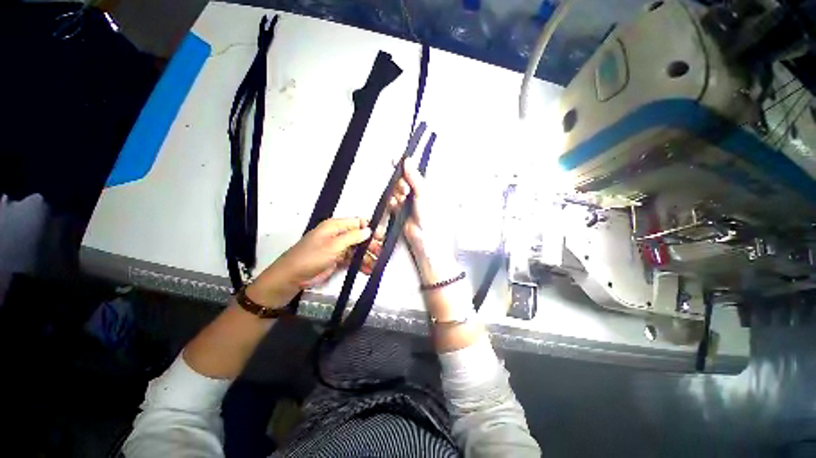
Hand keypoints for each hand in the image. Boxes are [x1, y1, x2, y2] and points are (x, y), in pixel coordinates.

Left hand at [247, 218, 382, 306]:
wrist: (292, 277)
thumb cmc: (312, 256)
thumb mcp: (333, 245)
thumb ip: (353, 237)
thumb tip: (369, 230)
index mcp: (336, 226)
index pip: (357, 222)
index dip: (370, 228)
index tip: (381, 236)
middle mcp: (339, 235)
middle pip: (360, 236)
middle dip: (371, 244)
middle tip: (380, 252)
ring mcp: (338, 248)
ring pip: (358, 249)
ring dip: (367, 256)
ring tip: (376, 264)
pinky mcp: (338, 260)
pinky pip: (353, 259)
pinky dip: (360, 264)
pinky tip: (368, 270)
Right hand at [389, 161, 457, 281]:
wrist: (425, 240)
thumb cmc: (431, 218)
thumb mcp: (423, 194)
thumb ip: (414, 177)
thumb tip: (408, 161)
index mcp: (427, 187)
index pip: (415, 172)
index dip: (406, 166)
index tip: (395, 160)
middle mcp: (418, 193)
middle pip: (403, 180)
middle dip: (401, 184)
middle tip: (405, 190)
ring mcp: (409, 202)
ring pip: (397, 191)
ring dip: (397, 194)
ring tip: (402, 199)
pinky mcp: (401, 211)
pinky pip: (393, 201)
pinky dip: (393, 202)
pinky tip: (397, 205)